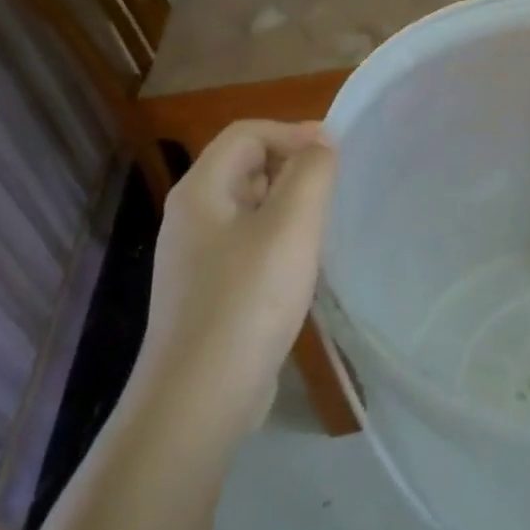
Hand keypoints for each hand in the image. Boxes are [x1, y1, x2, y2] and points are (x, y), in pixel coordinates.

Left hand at [138, 120, 337, 432]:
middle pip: (245, 166)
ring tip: (325, 227)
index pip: (246, 134)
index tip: (338, 155)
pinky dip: (280, 240)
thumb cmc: (248, 300)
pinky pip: (249, 244)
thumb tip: (321, 143)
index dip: (293, 132)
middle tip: (335, 192)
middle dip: (293, 167)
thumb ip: (311, 174)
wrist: (201, 396)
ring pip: (250, 208)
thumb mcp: (291, 227)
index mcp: (201, 192)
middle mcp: (192, 217)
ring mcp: (197, 257)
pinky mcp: (210, 290)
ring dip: (290, 205)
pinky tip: (303, 267)